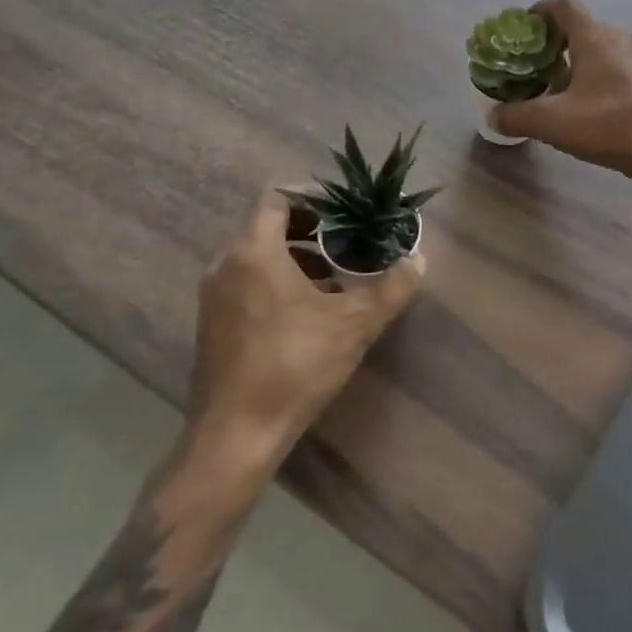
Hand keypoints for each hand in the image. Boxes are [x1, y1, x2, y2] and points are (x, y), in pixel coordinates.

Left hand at [181, 190, 423, 461]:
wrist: (236, 436)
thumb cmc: (294, 367)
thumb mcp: (354, 326)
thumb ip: (391, 289)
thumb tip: (419, 261)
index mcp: (254, 253)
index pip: (276, 198)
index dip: (312, 195)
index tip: (345, 207)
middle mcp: (226, 265)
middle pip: (268, 225)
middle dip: (311, 228)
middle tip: (349, 238)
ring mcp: (214, 296)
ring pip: (258, 256)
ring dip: (296, 256)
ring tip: (336, 274)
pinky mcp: (213, 324)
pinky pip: (247, 281)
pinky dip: (278, 280)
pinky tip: (310, 309)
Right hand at [492, 0, 631, 181]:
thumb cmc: (608, 126)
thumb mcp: (552, 123)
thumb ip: (516, 116)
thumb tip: (493, 116)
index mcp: (595, 37)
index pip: (564, 5)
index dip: (540, 10)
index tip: (524, 28)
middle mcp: (621, 37)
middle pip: (583, 28)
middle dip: (557, 43)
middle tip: (538, 67)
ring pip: (603, 48)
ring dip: (580, 62)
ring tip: (562, 91)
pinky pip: (620, 66)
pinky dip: (601, 76)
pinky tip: (594, 106)